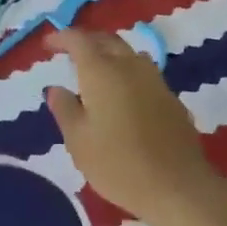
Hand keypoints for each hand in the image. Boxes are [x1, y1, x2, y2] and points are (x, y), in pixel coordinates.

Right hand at [44, 29, 217, 224]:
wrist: (178, 187)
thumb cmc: (119, 164)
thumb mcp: (79, 141)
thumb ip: (65, 109)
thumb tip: (56, 88)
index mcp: (102, 71)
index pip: (79, 40)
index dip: (62, 37)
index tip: (48, 45)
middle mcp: (129, 66)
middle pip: (107, 41)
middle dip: (86, 41)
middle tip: (70, 53)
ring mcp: (155, 80)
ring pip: (128, 54)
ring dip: (109, 54)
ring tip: (96, 72)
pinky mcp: (171, 98)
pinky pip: (143, 73)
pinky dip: (127, 73)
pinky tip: (122, 96)